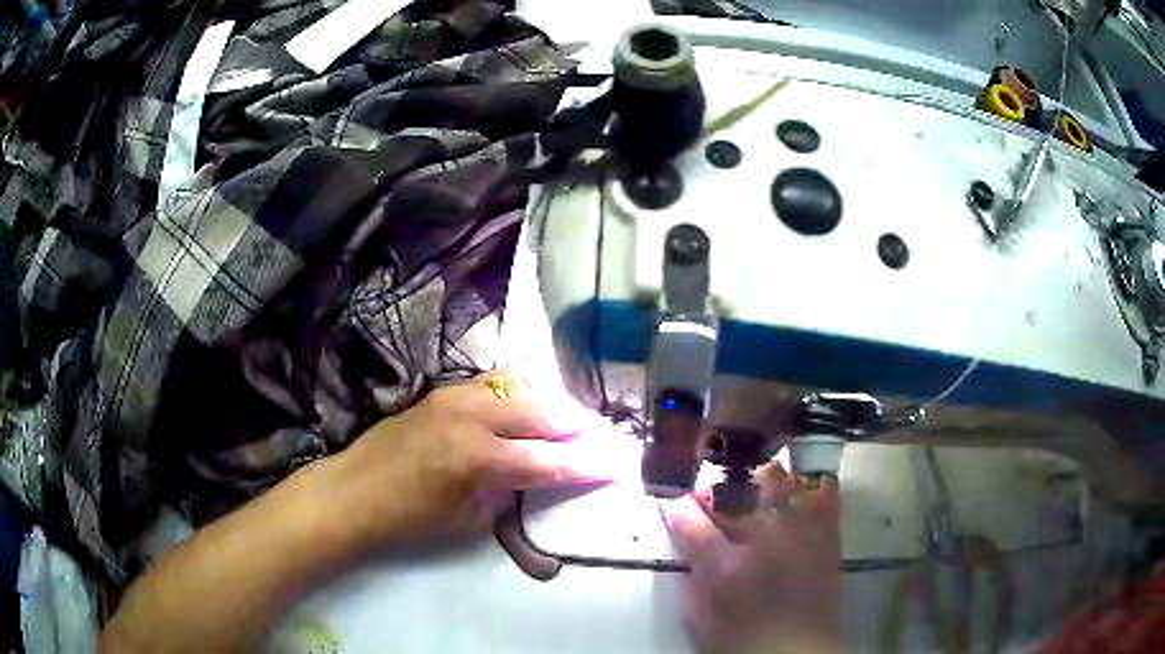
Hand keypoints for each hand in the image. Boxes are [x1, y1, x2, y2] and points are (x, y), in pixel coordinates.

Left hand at [323, 372, 610, 551]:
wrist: (354, 491)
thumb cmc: (410, 519)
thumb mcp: (468, 519)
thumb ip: (509, 490)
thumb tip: (537, 473)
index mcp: (482, 459)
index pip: (551, 460)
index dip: (588, 464)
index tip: (617, 464)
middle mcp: (474, 417)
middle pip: (543, 414)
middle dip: (577, 428)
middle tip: (599, 439)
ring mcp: (456, 396)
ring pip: (520, 390)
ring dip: (550, 407)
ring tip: (569, 422)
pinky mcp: (442, 391)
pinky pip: (493, 386)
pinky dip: (519, 396)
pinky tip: (527, 409)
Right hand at [660, 463, 843, 653]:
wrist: (797, 652)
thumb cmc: (741, 640)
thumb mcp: (700, 615)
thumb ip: (691, 577)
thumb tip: (687, 545)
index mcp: (724, 564)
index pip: (688, 519)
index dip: (676, 504)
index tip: (672, 500)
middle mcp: (763, 538)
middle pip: (737, 487)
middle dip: (722, 485)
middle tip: (718, 498)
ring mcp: (799, 531)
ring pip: (778, 479)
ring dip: (761, 480)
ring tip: (758, 489)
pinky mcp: (827, 534)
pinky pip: (824, 493)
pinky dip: (812, 486)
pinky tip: (803, 489)